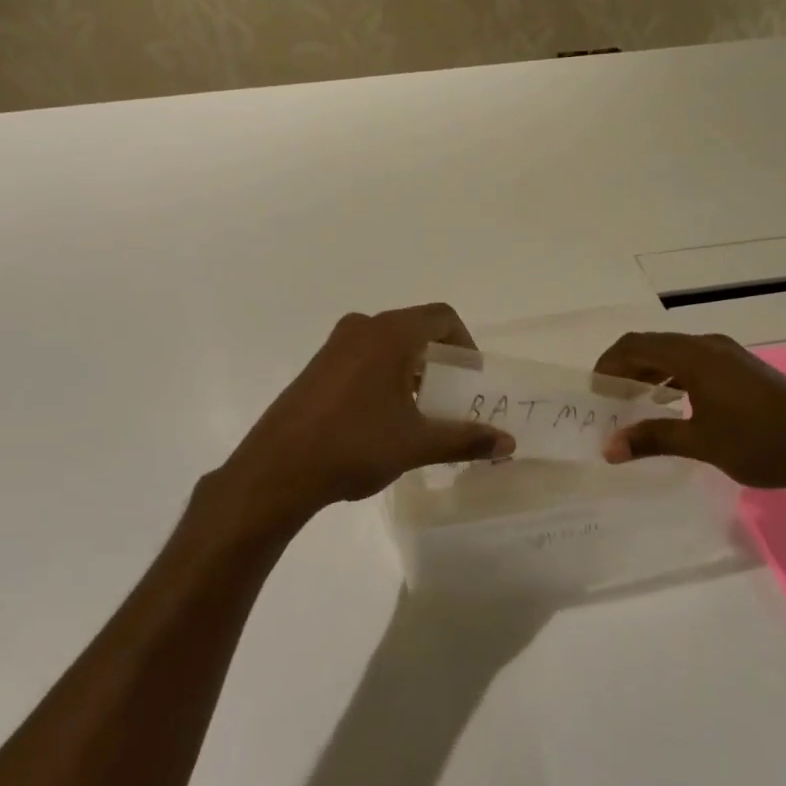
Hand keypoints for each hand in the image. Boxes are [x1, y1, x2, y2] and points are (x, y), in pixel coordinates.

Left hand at [214, 303, 516, 532]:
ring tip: (421, 410)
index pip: (441, 317)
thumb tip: (508, 443)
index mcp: (389, 334)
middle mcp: (362, 328)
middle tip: (452, 396)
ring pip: (387, 344)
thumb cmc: (355, 445)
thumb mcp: (416, 443)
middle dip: (439, 359)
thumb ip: (465, 438)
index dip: (465, 343)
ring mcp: (334, 345)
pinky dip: (384, 374)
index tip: (472, 377)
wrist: (278, 468)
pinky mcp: (317, 366)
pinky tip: (383, 417)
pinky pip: (363, 357)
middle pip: (415, 328)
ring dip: (411, 369)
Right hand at [593, 331, 785, 500]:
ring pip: (675, 353)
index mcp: (694, 356)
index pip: (635, 345)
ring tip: (636, 402)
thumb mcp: (700, 442)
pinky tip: (674, 404)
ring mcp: (729, 355)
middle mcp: (709, 345)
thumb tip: (608, 448)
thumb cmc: (759, 442)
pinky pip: (695, 361)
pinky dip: (674, 376)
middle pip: (654, 345)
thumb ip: (652, 439)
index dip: (609, 363)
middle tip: (610, 399)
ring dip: (651, 371)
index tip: (595, 391)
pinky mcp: (744, 368)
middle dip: (627, 367)